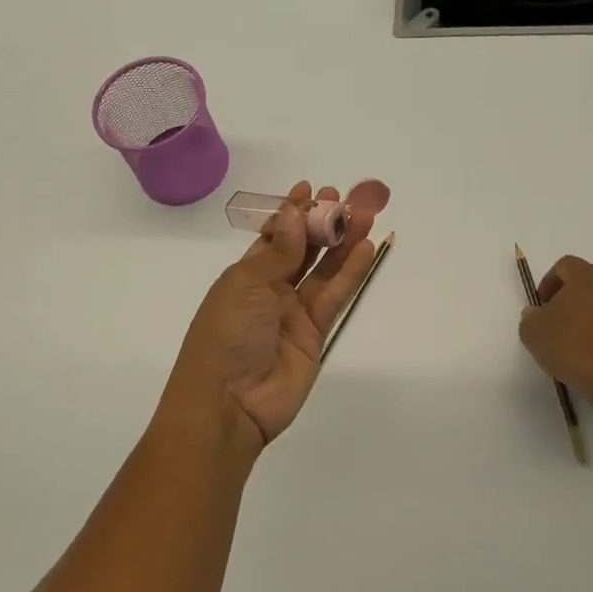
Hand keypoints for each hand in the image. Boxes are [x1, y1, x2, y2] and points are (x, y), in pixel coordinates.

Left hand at [163, 181, 380, 448]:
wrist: (229, 403)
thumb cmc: (226, 335)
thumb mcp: (246, 285)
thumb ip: (278, 251)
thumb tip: (294, 212)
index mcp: (244, 274)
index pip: (272, 236)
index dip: (291, 213)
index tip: (310, 189)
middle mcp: (270, 290)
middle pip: (302, 250)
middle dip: (322, 224)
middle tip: (346, 198)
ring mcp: (293, 312)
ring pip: (323, 270)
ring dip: (342, 243)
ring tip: (364, 216)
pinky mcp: (315, 334)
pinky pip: (335, 296)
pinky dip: (350, 273)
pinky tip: (366, 249)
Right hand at [519, 256, 592, 397]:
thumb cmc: (574, 348)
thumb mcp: (533, 333)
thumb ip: (531, 317)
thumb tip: (538, 313)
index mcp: (590, 276)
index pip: (565, 266)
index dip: (549, 282)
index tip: (541, 305)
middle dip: (575, 297)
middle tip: (561, 320)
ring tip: (583, 341)